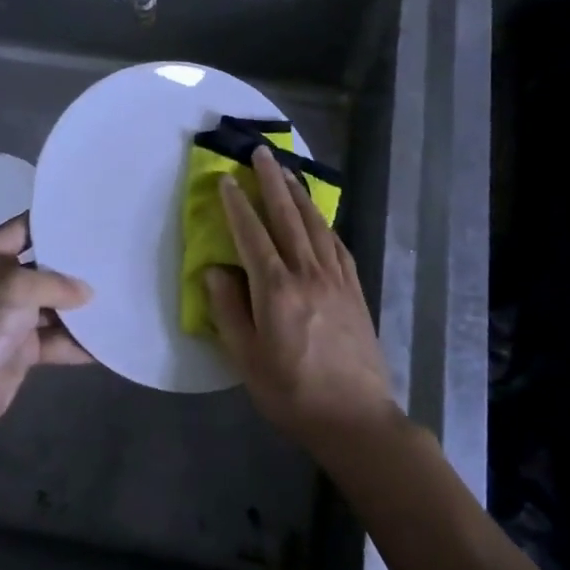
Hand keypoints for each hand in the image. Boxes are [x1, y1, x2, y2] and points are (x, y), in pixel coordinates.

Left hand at [0, 213, 92, 433]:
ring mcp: (8, 317)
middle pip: (43, 268)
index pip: (24, 228)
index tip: (91, 220)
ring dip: (80, 307)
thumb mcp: (18, 287)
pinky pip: (55, 340)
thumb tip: (86, 292)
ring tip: (119, 295)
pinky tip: (107, 339)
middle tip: (114, 257)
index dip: (55, 224)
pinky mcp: (19, 349)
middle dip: (75, 268)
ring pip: (52, 306)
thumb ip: (57, 283)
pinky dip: (76, 342)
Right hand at [205, 145, 396, 447]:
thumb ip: (228, 310)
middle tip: (261, 152)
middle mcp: (307, 273)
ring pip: (315, 224)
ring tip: (287, 171)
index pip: (251, 234)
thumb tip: (214, 271)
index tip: (226, 178)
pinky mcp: (354, 291)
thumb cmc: (291, 393)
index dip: (236, 204)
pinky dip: (325, 224)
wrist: (355, 417)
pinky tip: (319, 217)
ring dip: (299, 195)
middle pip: (287, 216)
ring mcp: (336, 280)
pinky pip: (337, 245)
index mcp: (276, 289)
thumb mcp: (246, 359)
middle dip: (271, 181)